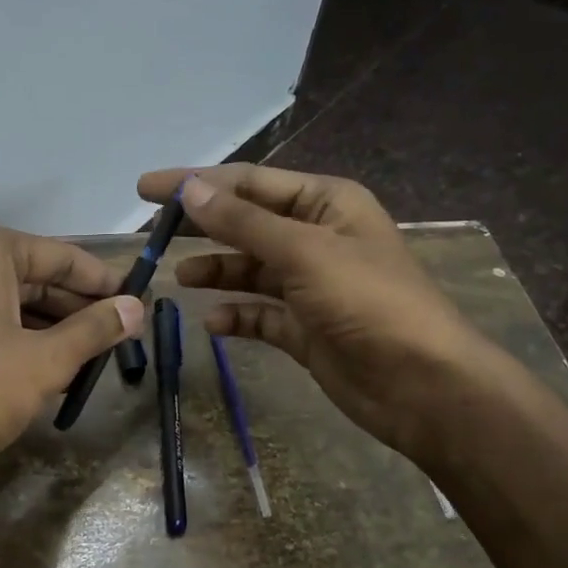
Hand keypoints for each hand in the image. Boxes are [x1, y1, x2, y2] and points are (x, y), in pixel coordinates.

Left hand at [0, 226, 142, 481]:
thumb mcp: (46, 360)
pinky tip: (42, 372)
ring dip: (47, 329)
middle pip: (30, 278)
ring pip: (4, 305)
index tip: (135, 300)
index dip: (102, 280)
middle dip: (74, 308)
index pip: (59, 255)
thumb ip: (94, 330)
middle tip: (117, 334)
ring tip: (87, 358)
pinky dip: (13, 342)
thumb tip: (135, 309)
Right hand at [137, 164, 491, 452]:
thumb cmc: (367, 302)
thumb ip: (242, 222)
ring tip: (179, 277)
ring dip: (216, 270)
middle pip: (245, 223)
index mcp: (325, 203)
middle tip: (150, 231)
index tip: (146, 189)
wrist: (421, 384)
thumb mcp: (303, 252)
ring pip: (249, 269)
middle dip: (201, 226)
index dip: (196, 183)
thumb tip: (188, 189)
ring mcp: (310, 285)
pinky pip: (259, 314)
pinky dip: (235, 315)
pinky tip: (213, 323)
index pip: (248, 183)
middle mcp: (316, 237)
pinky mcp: (304, 327)